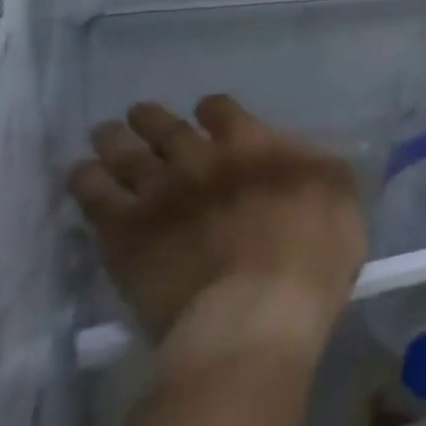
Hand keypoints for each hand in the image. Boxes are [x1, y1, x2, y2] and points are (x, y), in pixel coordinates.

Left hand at [70, 96, 366, 378]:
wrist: (254, 314)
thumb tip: (303, 154)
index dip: (214, 110)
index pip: (222, 110)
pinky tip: (83, 175)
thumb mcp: (342, 200)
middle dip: (152, 119)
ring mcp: (158, 195)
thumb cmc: (313, 257)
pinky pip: (94, 197)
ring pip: (125, 154)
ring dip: (114, 140)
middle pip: (165, 127)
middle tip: (140, 115)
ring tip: (105, 135)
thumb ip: (320, 168)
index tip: (210, 116)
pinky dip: (87, 181)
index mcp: (254, 145)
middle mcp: (200, 159)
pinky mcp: (124, 235)